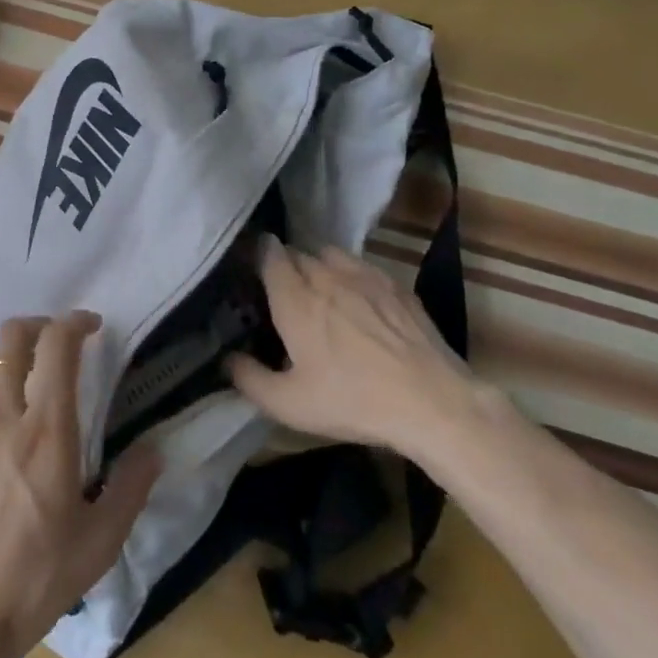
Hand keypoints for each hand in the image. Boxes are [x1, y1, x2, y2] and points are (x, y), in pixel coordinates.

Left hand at [0, 311, 162, 657]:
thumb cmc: (35, 579)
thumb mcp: (100, 542)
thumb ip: (131, 487)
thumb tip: (153, 450)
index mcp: (46, 431)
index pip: (57, 345)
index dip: (75, 322)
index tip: (91, 326)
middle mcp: (1, 414)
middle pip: (11, 335)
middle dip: (39, 325)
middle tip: (58, 344)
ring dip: (6, 352)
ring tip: (23, 374)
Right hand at [227, 240, 474, 460]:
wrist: (431, 402)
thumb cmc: (352, 400)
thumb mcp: (288, 404)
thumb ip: (248, 379)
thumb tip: (226, 359)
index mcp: (294, 298)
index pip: (268, 254)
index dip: (256, 255)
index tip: (249, 269)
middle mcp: (326, 276)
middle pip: (297, 253)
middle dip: (284, 265)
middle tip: (281, 292)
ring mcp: (365, 276)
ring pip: (329, 254)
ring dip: (317, 265)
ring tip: (319, 290)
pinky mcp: (396, 285)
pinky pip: (362, 266)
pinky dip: (350, 274)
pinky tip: (358, 300)